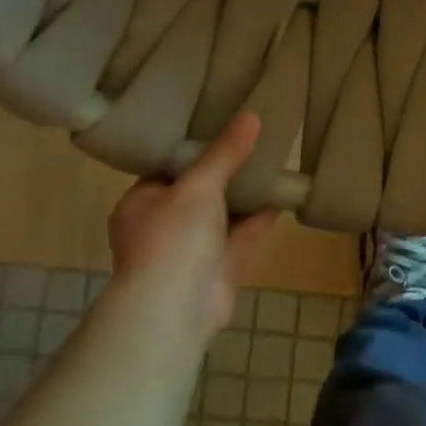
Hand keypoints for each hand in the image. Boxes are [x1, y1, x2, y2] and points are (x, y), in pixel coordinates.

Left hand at [106, 112, 278, 339]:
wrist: (176, 310)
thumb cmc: (173, 237)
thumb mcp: (199, 185)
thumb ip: (226, 152)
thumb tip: (251, 115)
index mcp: (141, 203)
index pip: (167, 168)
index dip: (194, 147)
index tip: (221, 122)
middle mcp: (163, 226)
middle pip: (199, 190)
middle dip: (226, 169)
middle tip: (254, 136)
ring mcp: (192, 250)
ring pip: (223, 213)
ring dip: (246, 192)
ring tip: (274, 157)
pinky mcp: (220, 268)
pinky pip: (243, 234)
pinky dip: (261, 216)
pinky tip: (283, 192)